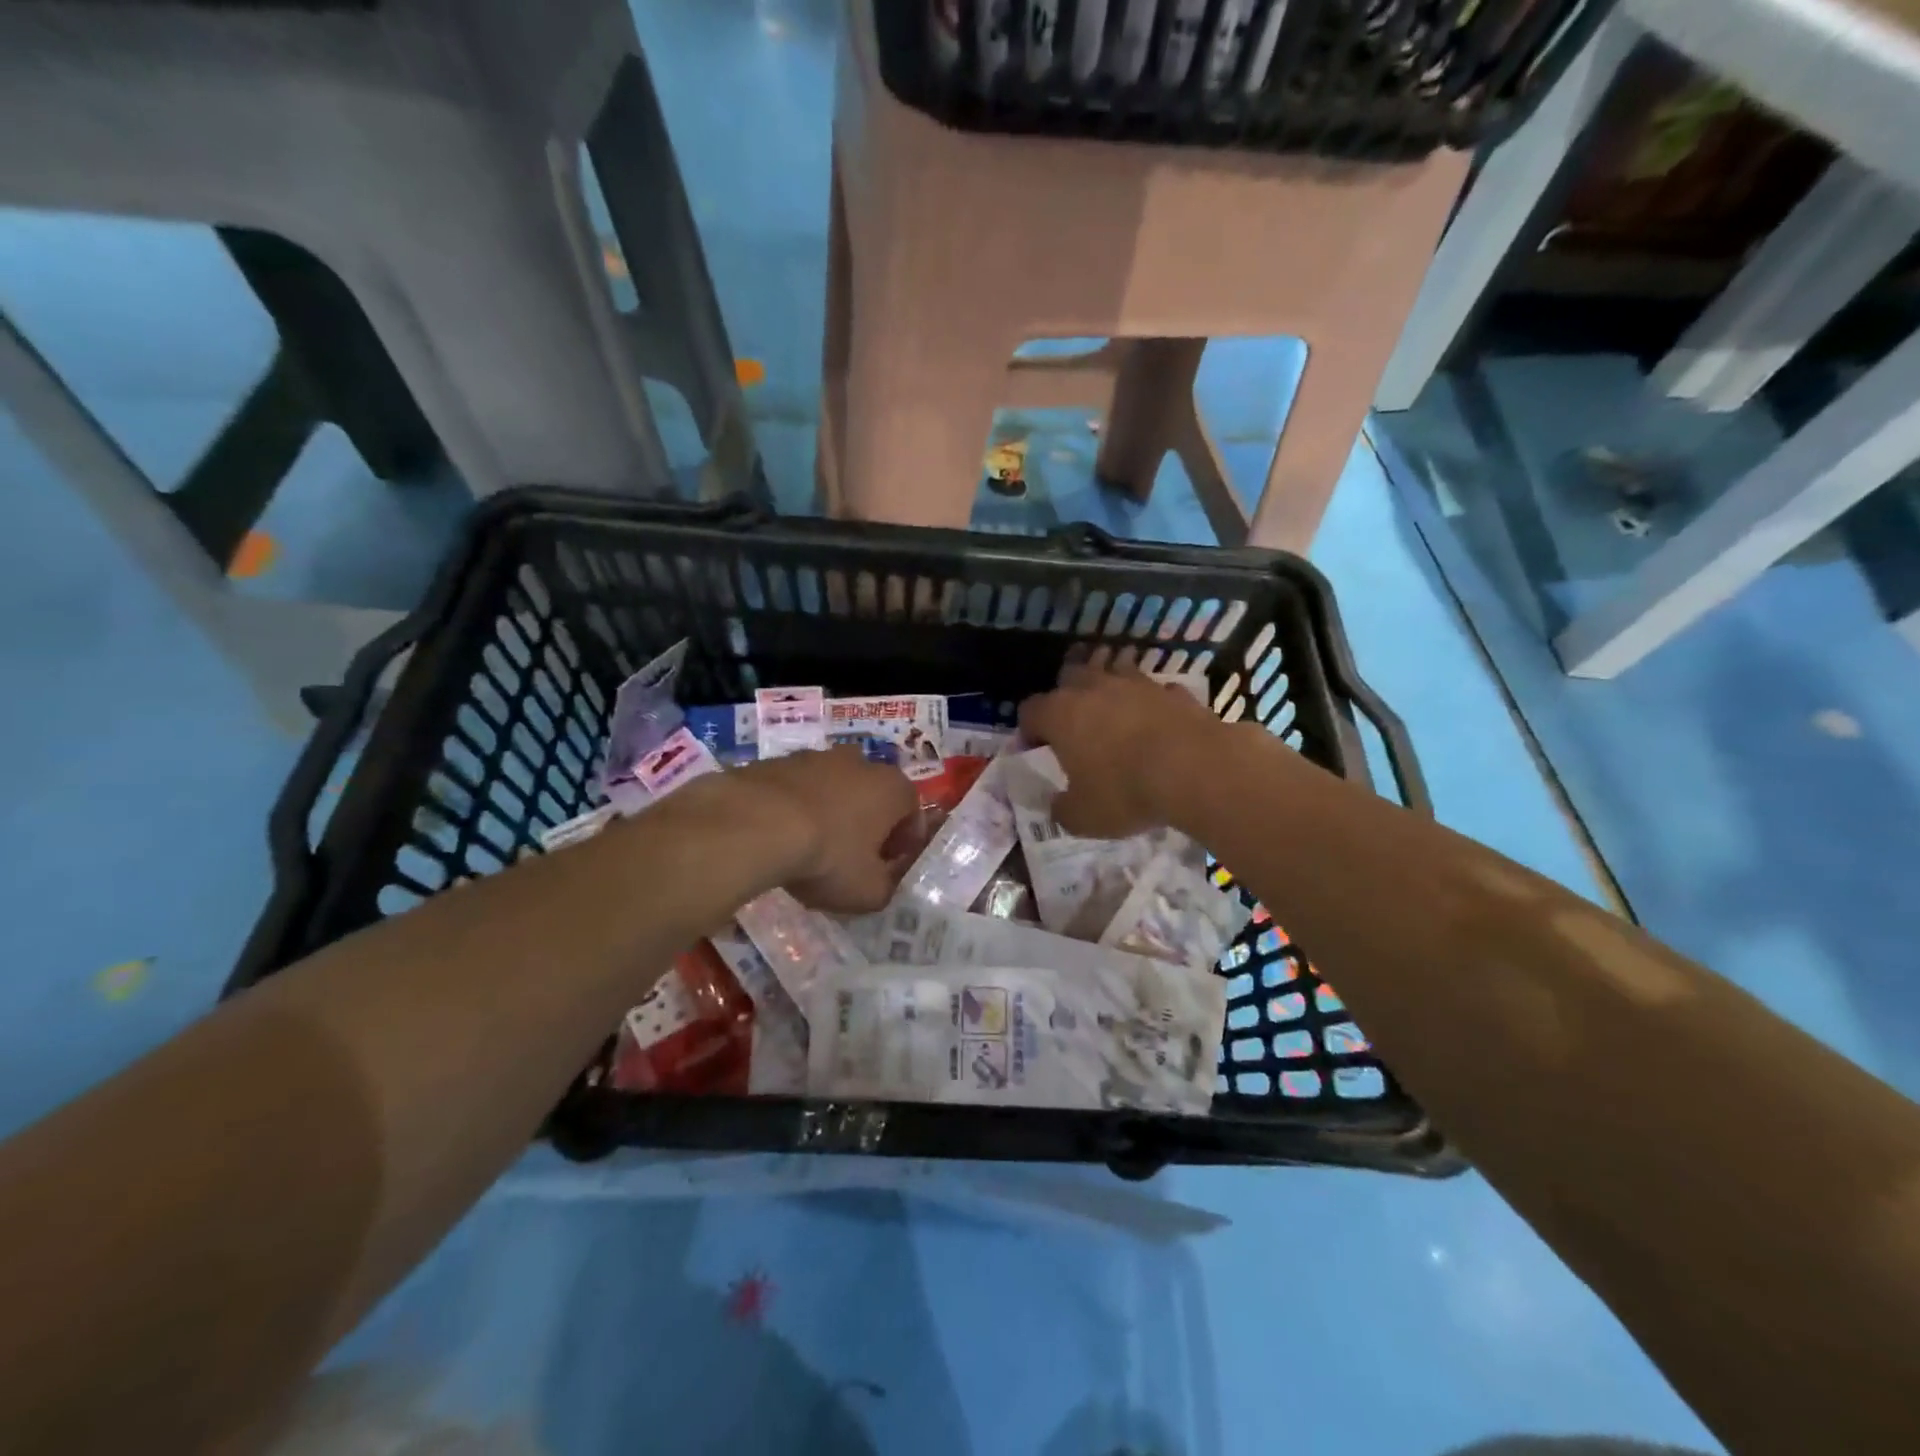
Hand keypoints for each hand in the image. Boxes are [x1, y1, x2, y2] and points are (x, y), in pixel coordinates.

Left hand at [730, 747, 919, 913]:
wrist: (757, 824)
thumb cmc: (828, 857)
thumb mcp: (868, 892)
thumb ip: (886, 888)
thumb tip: (881, 882)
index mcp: (894, 789)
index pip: (913, 814)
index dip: (904, 844)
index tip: (887, 867)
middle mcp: (862, 762)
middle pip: (874, 796)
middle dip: (868, 823)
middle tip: (852, 858)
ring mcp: (818, 756)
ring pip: (835, 787)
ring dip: (831, 812)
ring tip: (811, 846)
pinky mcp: (780, 760)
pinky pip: (799, 788)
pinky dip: (797, 807)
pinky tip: (781, 835)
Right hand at [1018, 660, 1227, 837]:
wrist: (1197, 769)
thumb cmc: (1126, 791)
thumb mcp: (1084, 817)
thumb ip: (1063, 809)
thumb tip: (1058, 805)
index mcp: (1061, 715)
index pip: (1030, 710)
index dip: (1028, 729)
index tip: (1035, 749)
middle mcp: (1094, 688)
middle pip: (1070, 677)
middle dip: (1067, 696)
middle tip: (1074, 724)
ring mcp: (1137, 684)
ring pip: (1114, 672)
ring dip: (1109, 688)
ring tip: (1114, 713)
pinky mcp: (1174, 691)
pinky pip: (1154, 691)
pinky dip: (1151, 703)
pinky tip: (1157, 722)